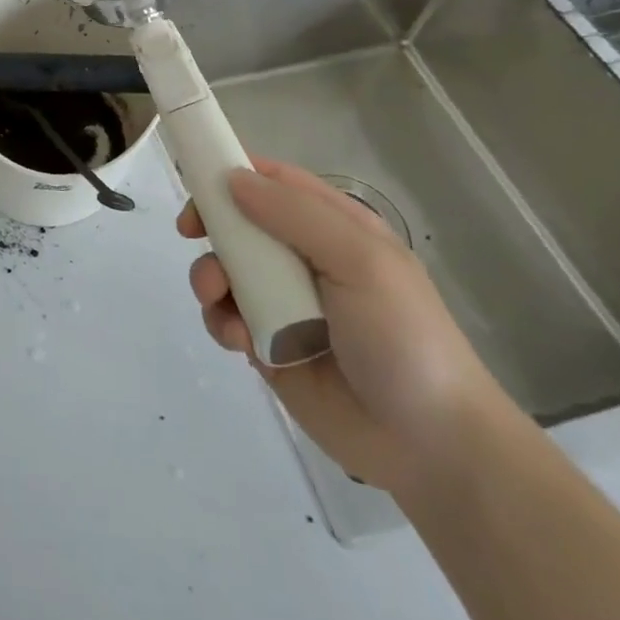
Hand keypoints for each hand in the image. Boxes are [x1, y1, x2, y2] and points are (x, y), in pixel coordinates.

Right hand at [178, 157, 516, 494]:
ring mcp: (284, 302)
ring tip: (217, 300)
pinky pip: (227, 318)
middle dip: (212, 226)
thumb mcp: (361, 261)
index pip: (275, 182)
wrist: (430, 446)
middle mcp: (305, 258)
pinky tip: (238, 341)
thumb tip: (232, 178)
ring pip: (225, 270)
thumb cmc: (404, 337)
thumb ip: (296, 215)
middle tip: (189, 233)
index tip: (197, 182)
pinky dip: (221, 322)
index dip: (233, 173)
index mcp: (334, 228)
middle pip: (240, 222)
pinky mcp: (267, 344)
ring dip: (210, 278)